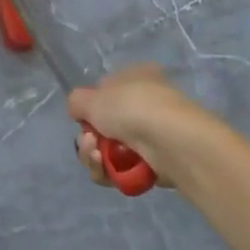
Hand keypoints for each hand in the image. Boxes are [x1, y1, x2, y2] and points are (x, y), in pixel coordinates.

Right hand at [69, 63, 206, 189]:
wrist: (172, 141)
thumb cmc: (132, 108)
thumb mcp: (92, 97)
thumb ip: (77, 102)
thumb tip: (79, 112)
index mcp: (136, 77)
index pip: (104, 92)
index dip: (90, 107)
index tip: (83, 117)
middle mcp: (145, 103)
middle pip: (103, 125)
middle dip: (88, 138)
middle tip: (90, 142)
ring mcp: (151, 135)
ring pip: (109, 150)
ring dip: (94, 156)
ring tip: (97, 156)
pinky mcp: (154, 164)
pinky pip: (121, 170)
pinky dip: (108, 172)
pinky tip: (106, 169)